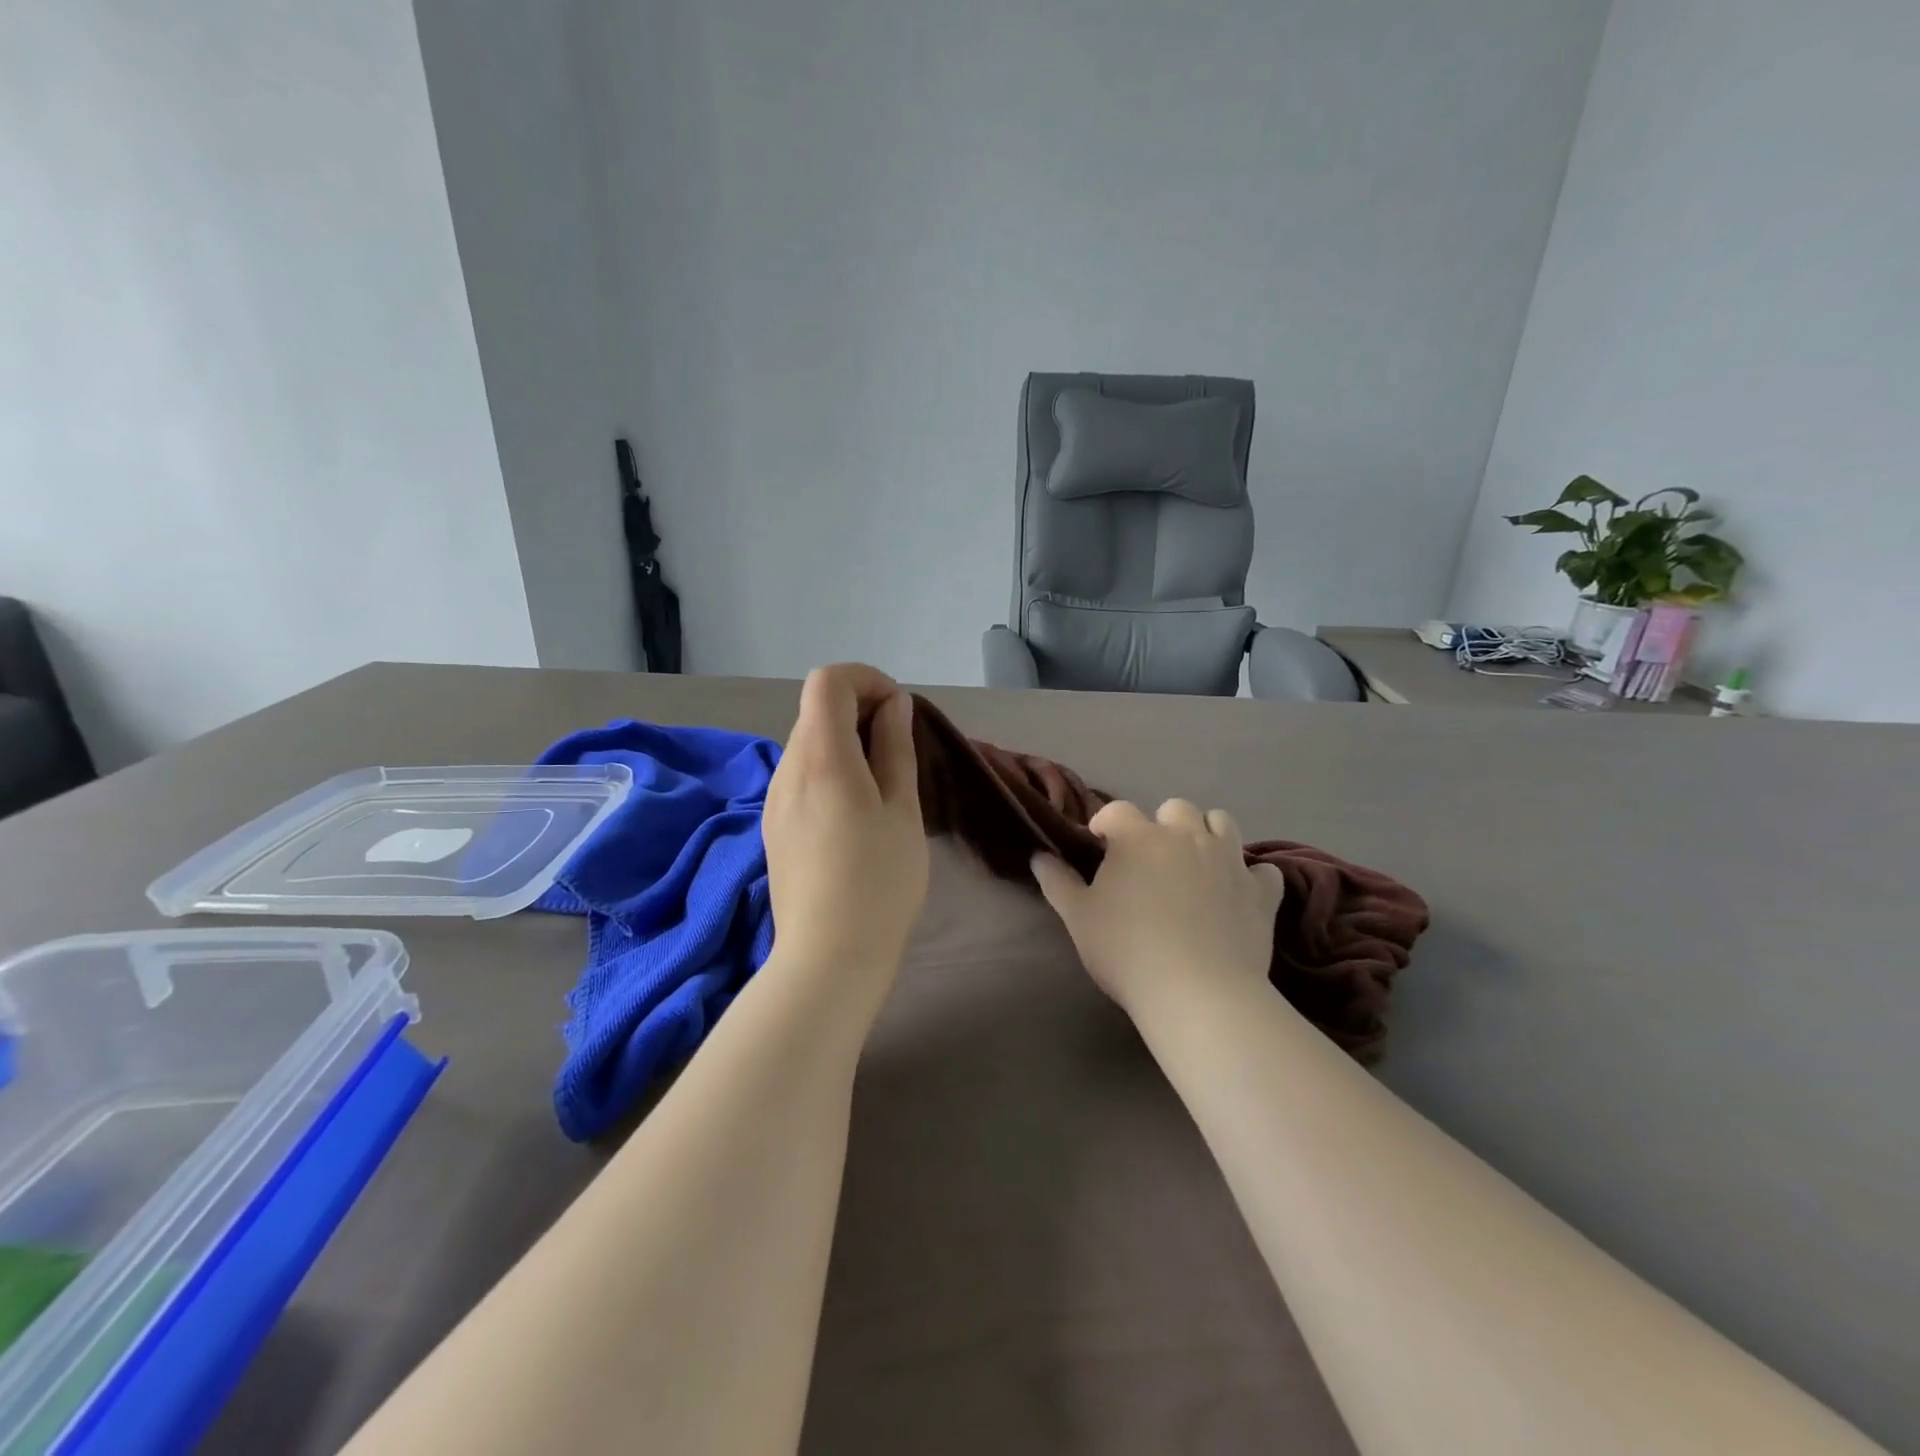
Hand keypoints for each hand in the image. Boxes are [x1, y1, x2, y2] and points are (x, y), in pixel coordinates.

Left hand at [763, 664, 928, 1001]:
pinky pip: (801, 775)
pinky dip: (830, 769)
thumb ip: (895, 748)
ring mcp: (775, 799)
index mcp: (822, 758)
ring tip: (882, 783)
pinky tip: (855, 812)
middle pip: (817, 710)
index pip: (828, 681)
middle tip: (899, 749)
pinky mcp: (774, 824)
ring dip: (846, 742)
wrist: (828, 957)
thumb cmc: (880, 882)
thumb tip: (892, 705)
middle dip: (860, 710)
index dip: (866, 680)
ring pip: (809, 743)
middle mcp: (788, 769)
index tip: (898, 711)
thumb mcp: (902, 809)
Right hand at [1032, 800, 1283, 1019]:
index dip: (1105, 824)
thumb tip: (1038, 856)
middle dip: (1161, 824)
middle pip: (1175, 808)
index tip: (1099, 845)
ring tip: (1196, 863)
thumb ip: (1058, 883)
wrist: (1197, 993)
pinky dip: (1251, 876)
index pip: (1117, 811)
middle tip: (1151, 858)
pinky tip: (1238, 893)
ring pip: (1223, 823)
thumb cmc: (1127, 951)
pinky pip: (1263, 870)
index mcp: (1139, 838)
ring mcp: (1229, 860)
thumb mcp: (1079, 918)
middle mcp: (1186, 836)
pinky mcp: (1260, 892)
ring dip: (1208, 834)